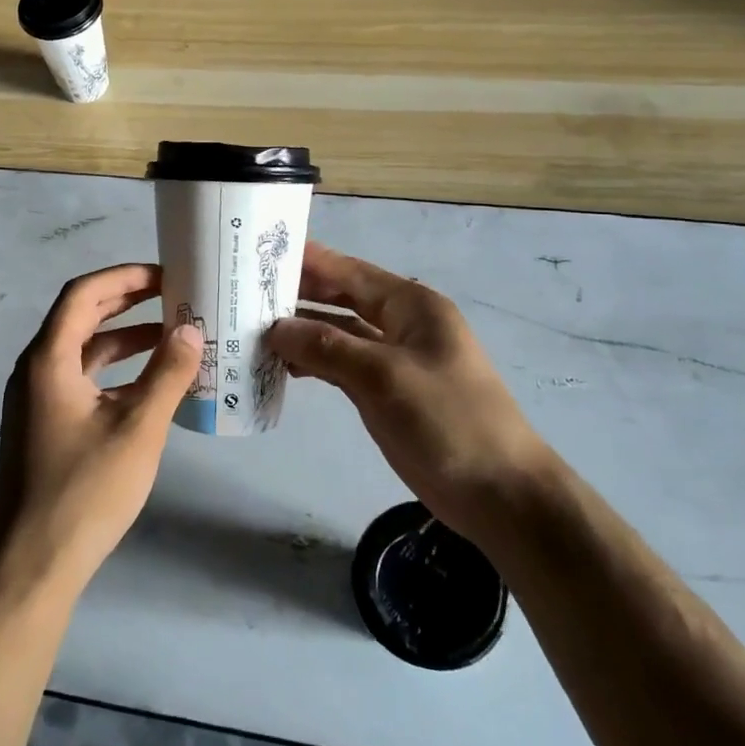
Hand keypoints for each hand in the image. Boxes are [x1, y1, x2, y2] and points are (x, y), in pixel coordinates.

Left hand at [0, 264, 203, 599]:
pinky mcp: (45, 426)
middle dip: (127, 302)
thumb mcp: (138, 429)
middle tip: (174, 296)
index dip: (124, 277)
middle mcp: (36, 370)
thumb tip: (191, 330)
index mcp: (48, 359)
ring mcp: (37, 401)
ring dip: (125, 339)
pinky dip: (116, 373)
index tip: (165, 275)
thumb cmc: (85, 491)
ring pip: (84, 352)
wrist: (33, 566)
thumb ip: (167, 374)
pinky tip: (151, 386)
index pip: (83, 294)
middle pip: (81, 317)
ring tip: (172, 336)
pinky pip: (82, 381)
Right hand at [265, 242, 545, 541]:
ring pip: (338, 333)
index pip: (349, 271)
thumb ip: (327, 347)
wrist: (499, 493)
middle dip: (298, 294)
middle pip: (341, 298)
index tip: (260, 252)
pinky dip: (315, 362)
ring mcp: (394, 358)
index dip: (307, 260)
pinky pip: (342, 364)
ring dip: (302, 331)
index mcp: (411, 305)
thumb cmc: (447, 421)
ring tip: (252, 329)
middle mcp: (401, 323)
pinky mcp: (386, 391)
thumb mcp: (383, 376)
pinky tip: (283, 366)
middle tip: (245, 292)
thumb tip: (275, 328)